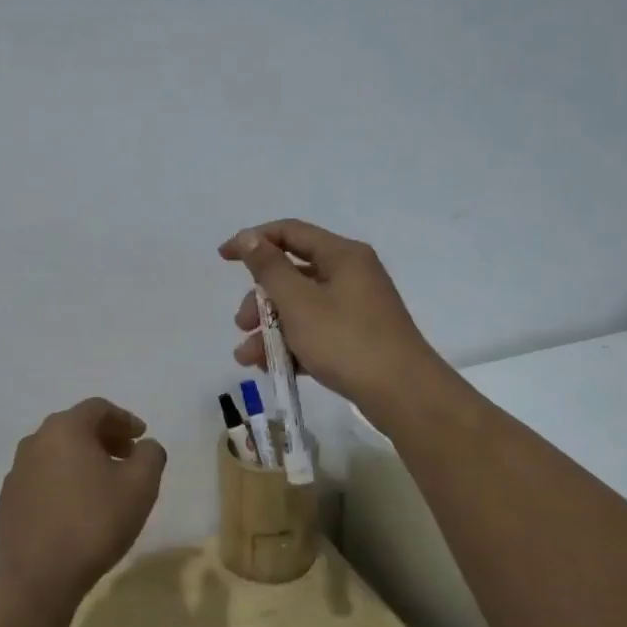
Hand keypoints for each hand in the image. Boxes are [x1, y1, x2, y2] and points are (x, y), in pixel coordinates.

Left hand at [0, 397, 166, 615]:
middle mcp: (34, 442)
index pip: (98, 408)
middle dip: (103, 438)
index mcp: (65, 429)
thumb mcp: (140, 486)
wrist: (36, 580)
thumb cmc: (93, 523)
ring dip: (80, 461)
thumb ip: (150, 455)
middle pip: (74, 428)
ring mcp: (15, 474)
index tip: (141, 437)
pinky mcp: (6, 504)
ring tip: (102, 486)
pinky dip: (60, 485)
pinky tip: (73, 512)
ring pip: (54, 455)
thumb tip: (145, 446)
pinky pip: (39, 482)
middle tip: (125, 457)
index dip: (124, 419)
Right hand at [219, 219, 449, 419]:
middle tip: (241, 324)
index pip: (290, 232)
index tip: (223, 258)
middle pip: (292, 274)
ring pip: (301, 307)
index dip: (253, 240)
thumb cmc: (346, 340)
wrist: (403, 394)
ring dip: (270, 328)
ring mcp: (356, 307)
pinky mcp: (358, 337)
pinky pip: (315, 331)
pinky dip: (292, 344)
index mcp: (341, 255)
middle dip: (260, 299)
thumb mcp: (299, 302)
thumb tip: (249, 237)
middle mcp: (351, 274)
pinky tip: (270, 367)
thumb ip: (269, 268)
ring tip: (247, 357)